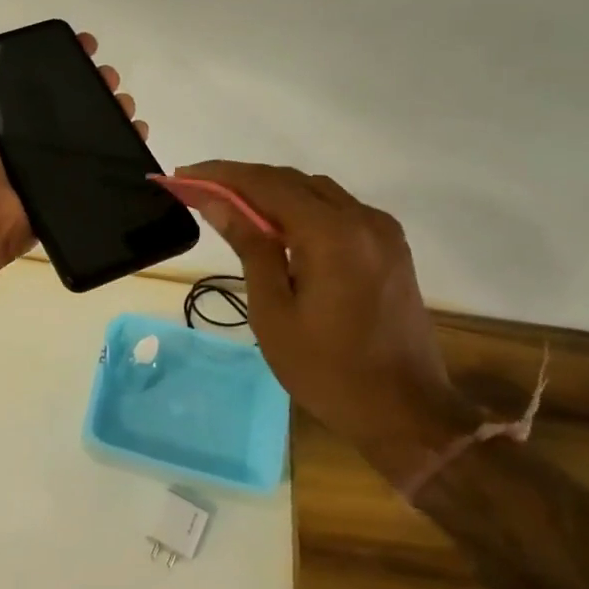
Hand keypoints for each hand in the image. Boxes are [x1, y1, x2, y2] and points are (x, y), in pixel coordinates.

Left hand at [0, 26, 148, 272]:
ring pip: (92, 132)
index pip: (38, 80)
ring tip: (125, 104)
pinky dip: (124, 149)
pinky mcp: (67, 188)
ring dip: (114, 112)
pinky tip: (138, 133)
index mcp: (0, 117)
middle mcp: (26, 139)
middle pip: (72, 104)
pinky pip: (101, 166)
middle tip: (109, 78)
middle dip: (95, 84)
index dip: (62, 60)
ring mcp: (49, 165)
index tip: (85, 45)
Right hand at [163, 161, 468, 476]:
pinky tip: (276, 226)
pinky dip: (301, 208)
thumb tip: (216, 201)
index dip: (220, 175)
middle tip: (197, 189)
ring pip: (316, 191)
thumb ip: (249, 247)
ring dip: (271, 192)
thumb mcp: (274, 311)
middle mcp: (362, 218)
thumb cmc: (327, 370)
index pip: (265, 184)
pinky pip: (338, 210)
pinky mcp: (390, 247)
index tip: (182, 176)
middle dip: (241, 180)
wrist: (406, 413)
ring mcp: (382, 231)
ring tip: (229, 205)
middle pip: (291, 180)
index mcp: (332, 234)